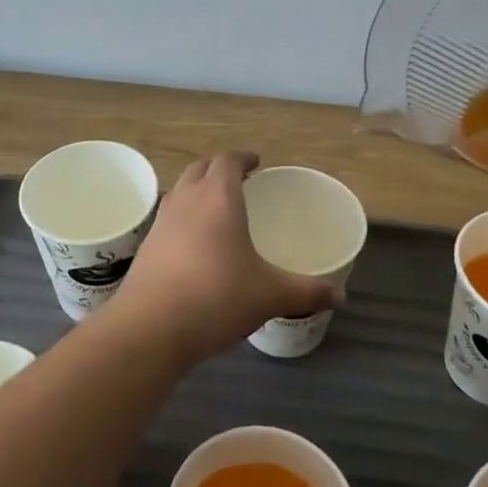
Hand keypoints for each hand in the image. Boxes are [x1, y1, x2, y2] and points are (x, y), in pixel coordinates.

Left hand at [103, 151, 341, 366]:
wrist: (150, 327)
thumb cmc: (217, 298)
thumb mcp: (270, 296)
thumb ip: (307, 292)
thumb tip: (341, 295)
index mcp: (218, 197)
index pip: (228, 160)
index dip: (243, 158)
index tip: (257, 163)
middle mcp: (187, 199)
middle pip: (200, 168)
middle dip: (219, 169)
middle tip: (240, 182)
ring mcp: (161, 221)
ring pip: (181, 190)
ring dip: (198, 190)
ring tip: (217, 209)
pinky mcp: (147, 246)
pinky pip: (168, 217)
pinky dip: (183, 218)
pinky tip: (195, 244)